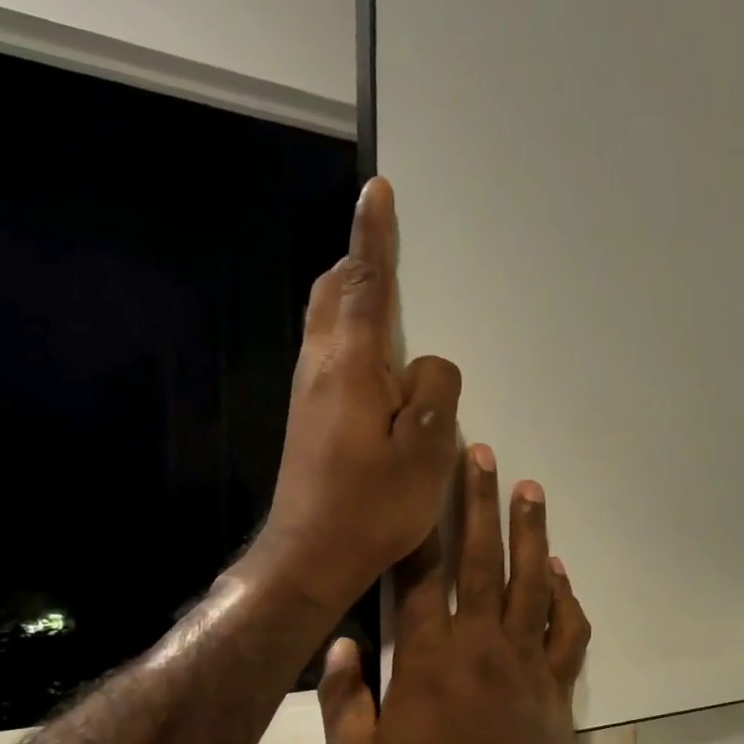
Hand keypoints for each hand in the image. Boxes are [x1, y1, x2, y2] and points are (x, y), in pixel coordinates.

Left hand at [255, 178, 460, 609]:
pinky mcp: (308, 417)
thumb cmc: (372, 506)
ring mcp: (308, 393)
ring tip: (390, 300)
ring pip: (327, 323)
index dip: (373, 235)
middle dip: (357, 260)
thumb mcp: (426, 451)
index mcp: (350, 366)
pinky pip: (331, 354)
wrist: (310, 554)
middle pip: (332, 292)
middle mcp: (320, 367)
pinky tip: (379, 364)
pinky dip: (352, 335)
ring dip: (353, 298)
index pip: (364, 283)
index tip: (376, 189)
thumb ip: (435, 392)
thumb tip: (426, 366)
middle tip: (386, 245)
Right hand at [318, 445, 591, 743]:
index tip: (420, 482)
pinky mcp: (555, 680)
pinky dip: (567, 596)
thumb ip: (341, 700)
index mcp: (428, 655)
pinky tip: (562, 570)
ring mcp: (524, 657)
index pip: (420, 575)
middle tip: (483, 454)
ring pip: (530, 579)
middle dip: (479, 501)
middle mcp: (478, 641)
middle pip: (480, 557)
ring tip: (530, 487)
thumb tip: (337, 646)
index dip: (419, 524)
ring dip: (530, 531)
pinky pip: (567, 628)